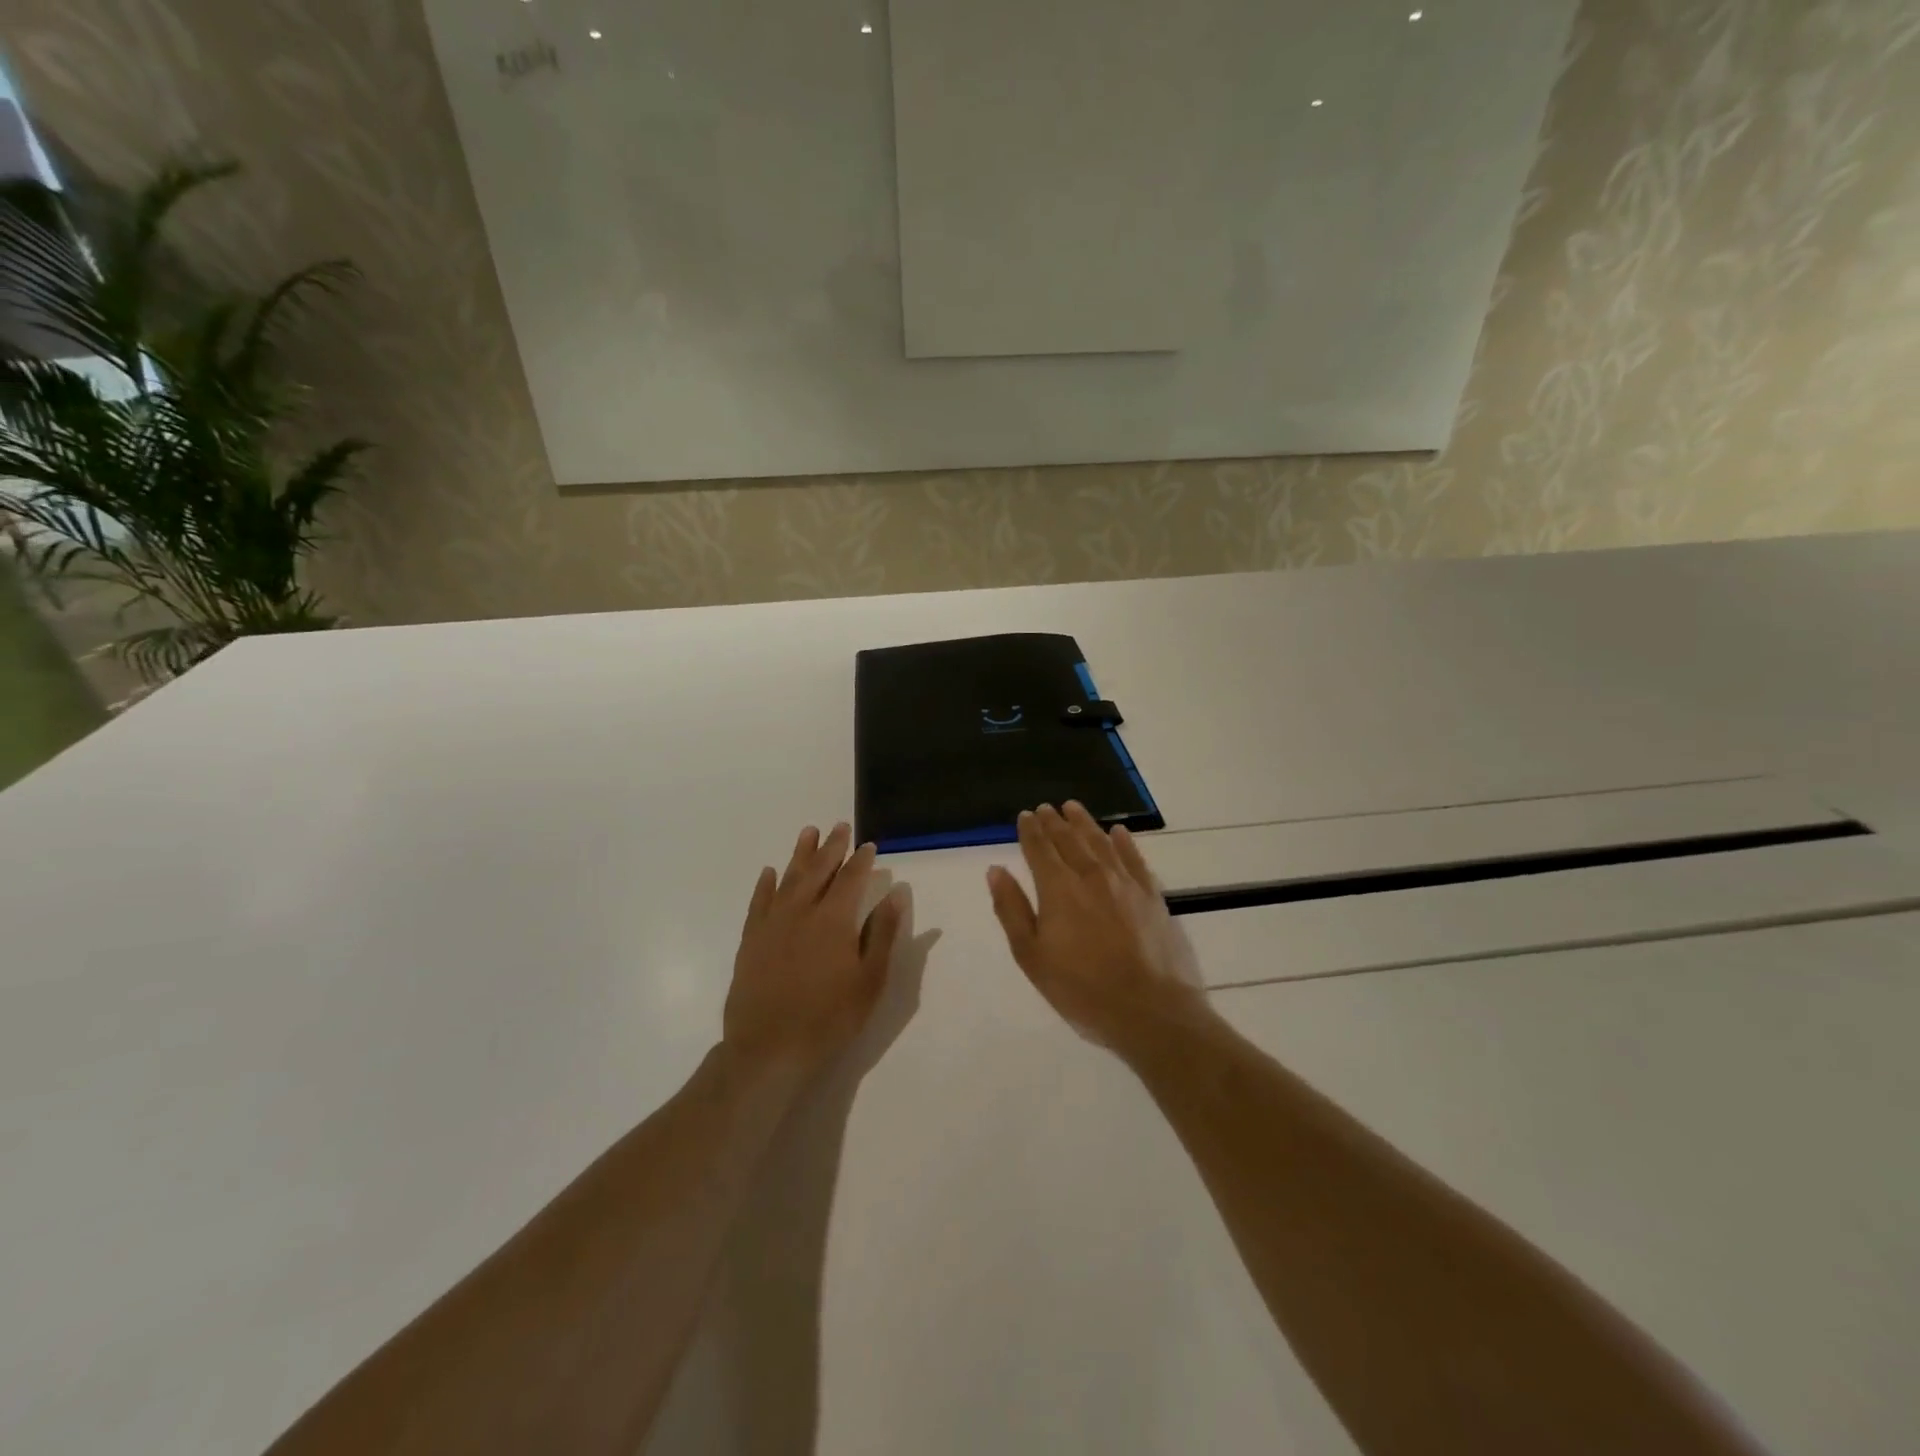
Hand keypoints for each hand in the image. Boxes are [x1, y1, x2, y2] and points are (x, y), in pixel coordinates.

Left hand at [723, 823, 904, 1078]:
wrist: (769, 1050)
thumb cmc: (829, 1018)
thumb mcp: (869, 980)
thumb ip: (883, 933)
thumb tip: (897, 893)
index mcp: (834, 920)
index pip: (851, 880)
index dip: (861, 861)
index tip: (869, 845)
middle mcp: (801, 912)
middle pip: (818, 871)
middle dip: (831, 847)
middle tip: (840, 826)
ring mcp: (772, 924)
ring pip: (788, 879)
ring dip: (800, 854)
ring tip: (808, 832)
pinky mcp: (750, 941)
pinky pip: (759, 903)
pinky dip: (766, 885)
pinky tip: (770, 872)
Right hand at [987, 802, 1212, 1050]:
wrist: (1150, 1011)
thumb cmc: (1082, 990)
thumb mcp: (1032, 957)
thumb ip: (1012, 910)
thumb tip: (996, 870)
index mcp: (1058, 889)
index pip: (1040, 849)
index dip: (1031, 831)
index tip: (1025, 816)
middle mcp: (1091, 876)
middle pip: (1070, 840)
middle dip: (1055, 822)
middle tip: (1046, 808)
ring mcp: (1125, 884)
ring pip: (1101, 842)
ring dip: (1085, 823)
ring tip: (1073, 808)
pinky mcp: (1152, 896)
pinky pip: (1135, 858)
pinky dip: (1124, 842)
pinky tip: (1118, 832)